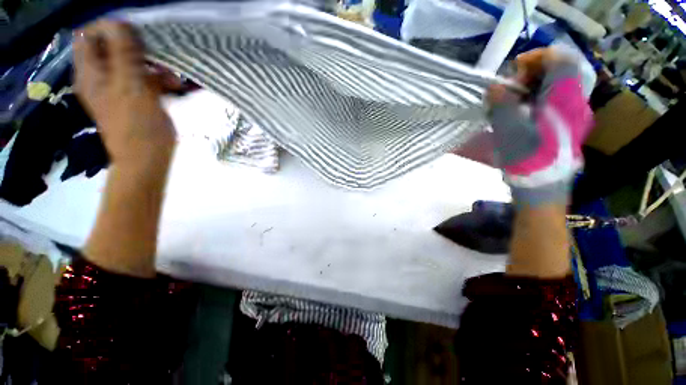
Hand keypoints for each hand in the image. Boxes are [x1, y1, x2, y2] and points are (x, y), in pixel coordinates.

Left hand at [74, 20, 175, 174]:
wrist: (146, 160)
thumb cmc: (138, 127)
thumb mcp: (131, 87)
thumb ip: (123, 54)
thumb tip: (120, 23)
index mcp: (91, 73)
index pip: (89, 35)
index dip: (110, 29)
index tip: (137, 36)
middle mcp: (99, 77)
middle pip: (111, 48)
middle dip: (136, 48)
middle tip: (158, 58)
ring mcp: (116, 88)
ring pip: (130, 63)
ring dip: (152, 66)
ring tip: (172, 78)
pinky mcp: (132, 98)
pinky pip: (141, 79)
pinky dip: (157, 79)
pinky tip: (172, 87)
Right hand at [487, 48, 593, 206]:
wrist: (542, 187)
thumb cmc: (527, 159)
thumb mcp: (509, 130)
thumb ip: (502, 104)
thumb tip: (494, 87)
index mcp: (564, 99)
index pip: (560, 59)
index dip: (537, 56)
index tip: (514, 69)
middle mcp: (574, 101)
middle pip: (558, 70)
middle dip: (531, 72)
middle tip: (510, 87)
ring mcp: (572, 113)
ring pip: (554, 85)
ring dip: (531, 87)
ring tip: (511, 101)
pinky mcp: (565, 124)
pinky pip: (552, 100)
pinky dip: (534, 99)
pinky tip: (519, 112)